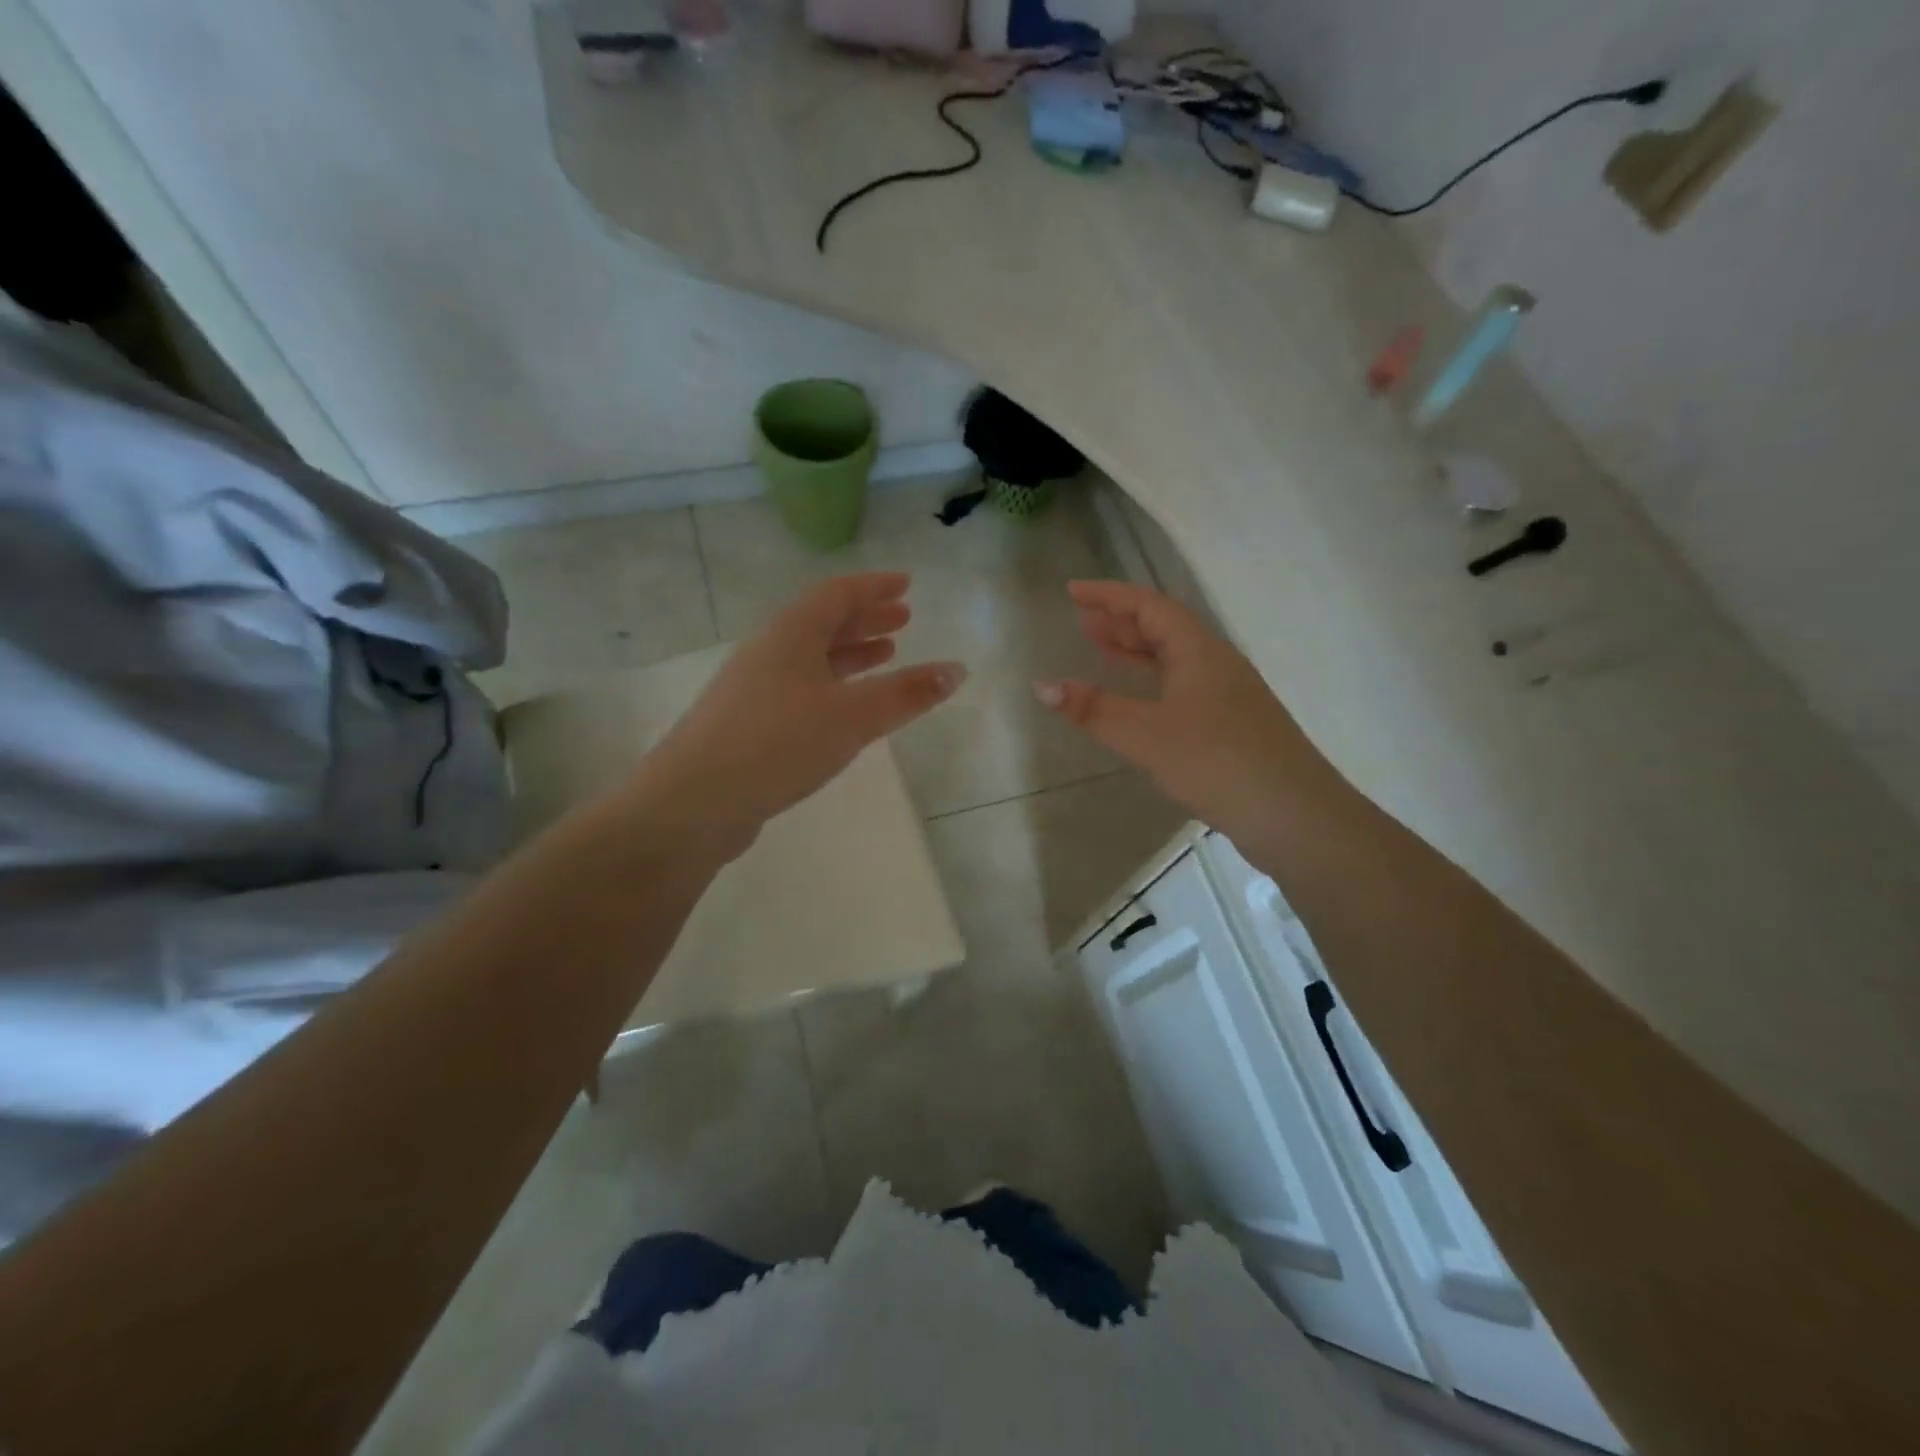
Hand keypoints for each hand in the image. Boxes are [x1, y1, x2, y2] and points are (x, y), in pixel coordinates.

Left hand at [645, 573, 964, 848]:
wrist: (695, 800)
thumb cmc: (780, 743)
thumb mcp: (853, 716)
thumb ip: (906, 694)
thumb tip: (957, 669)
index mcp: (792, 634)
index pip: (838, 594)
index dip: (874, 587)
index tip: (906, 584)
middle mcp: (769, 651)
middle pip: (823, 622)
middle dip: (865, 619)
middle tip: (902, 620)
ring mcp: (753, 687)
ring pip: (810, 657)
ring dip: (849, 653)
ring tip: (884, 656)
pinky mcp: (747, 721)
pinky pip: (799, 687)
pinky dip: (830, 685)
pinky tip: (843, 707)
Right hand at [1035, 580, 1339, 847]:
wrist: (1293, 815)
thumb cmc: (1216, 762)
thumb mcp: (1145, 736)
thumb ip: (1093, 710)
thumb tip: (1042, 685)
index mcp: (1199, 651)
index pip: (1149, 606)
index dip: (1109, 595)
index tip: (1072, 591)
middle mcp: (1216, 663)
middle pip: (1164, 628)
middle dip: (1121, 621)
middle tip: (1082, 622)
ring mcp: (1229, 694)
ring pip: (1175, 659)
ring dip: (1137, 651)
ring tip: (1101, 651)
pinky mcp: (1233, 724)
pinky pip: (1183, 686)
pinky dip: (1152, 682)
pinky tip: (1140, 702)